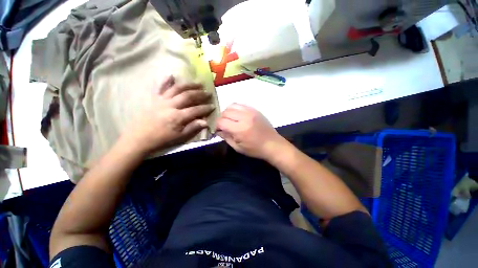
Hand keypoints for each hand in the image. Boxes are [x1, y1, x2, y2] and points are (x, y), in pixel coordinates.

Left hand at [125, 76, 214, 153]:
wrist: (139, 138)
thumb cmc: (161, 139)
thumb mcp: (179, 137)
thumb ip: (193, 128)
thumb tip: (205, 122)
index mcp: (178, 116)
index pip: (196, 110)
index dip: (205, 108)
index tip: (213, 106)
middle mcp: (171, 105)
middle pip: (188, 96)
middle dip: (200, 94)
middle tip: (209, 92)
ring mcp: (162, 100)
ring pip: (177, 89)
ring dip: (189, 85)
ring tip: (198, 83)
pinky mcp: (154, 98)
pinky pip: (160, 87)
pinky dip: (166, 81)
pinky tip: (172, 75)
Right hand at [217, 104, 285, 159]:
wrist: (272, 144)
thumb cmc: (255, 149)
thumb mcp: (238, 147)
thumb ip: (226, 137)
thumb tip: (218, 130)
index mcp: (240, 129)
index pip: (221, 121)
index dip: (217, 125)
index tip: (218, 129)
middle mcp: (244, 117)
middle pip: (225, 112)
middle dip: (221, 118)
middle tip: (224, 125)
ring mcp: (251, 112)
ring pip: (232, 105)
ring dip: (228, 112)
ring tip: (230, 119)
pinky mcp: (255, 110)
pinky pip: (241, 105)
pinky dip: (236, 109)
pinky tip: (238, 116)